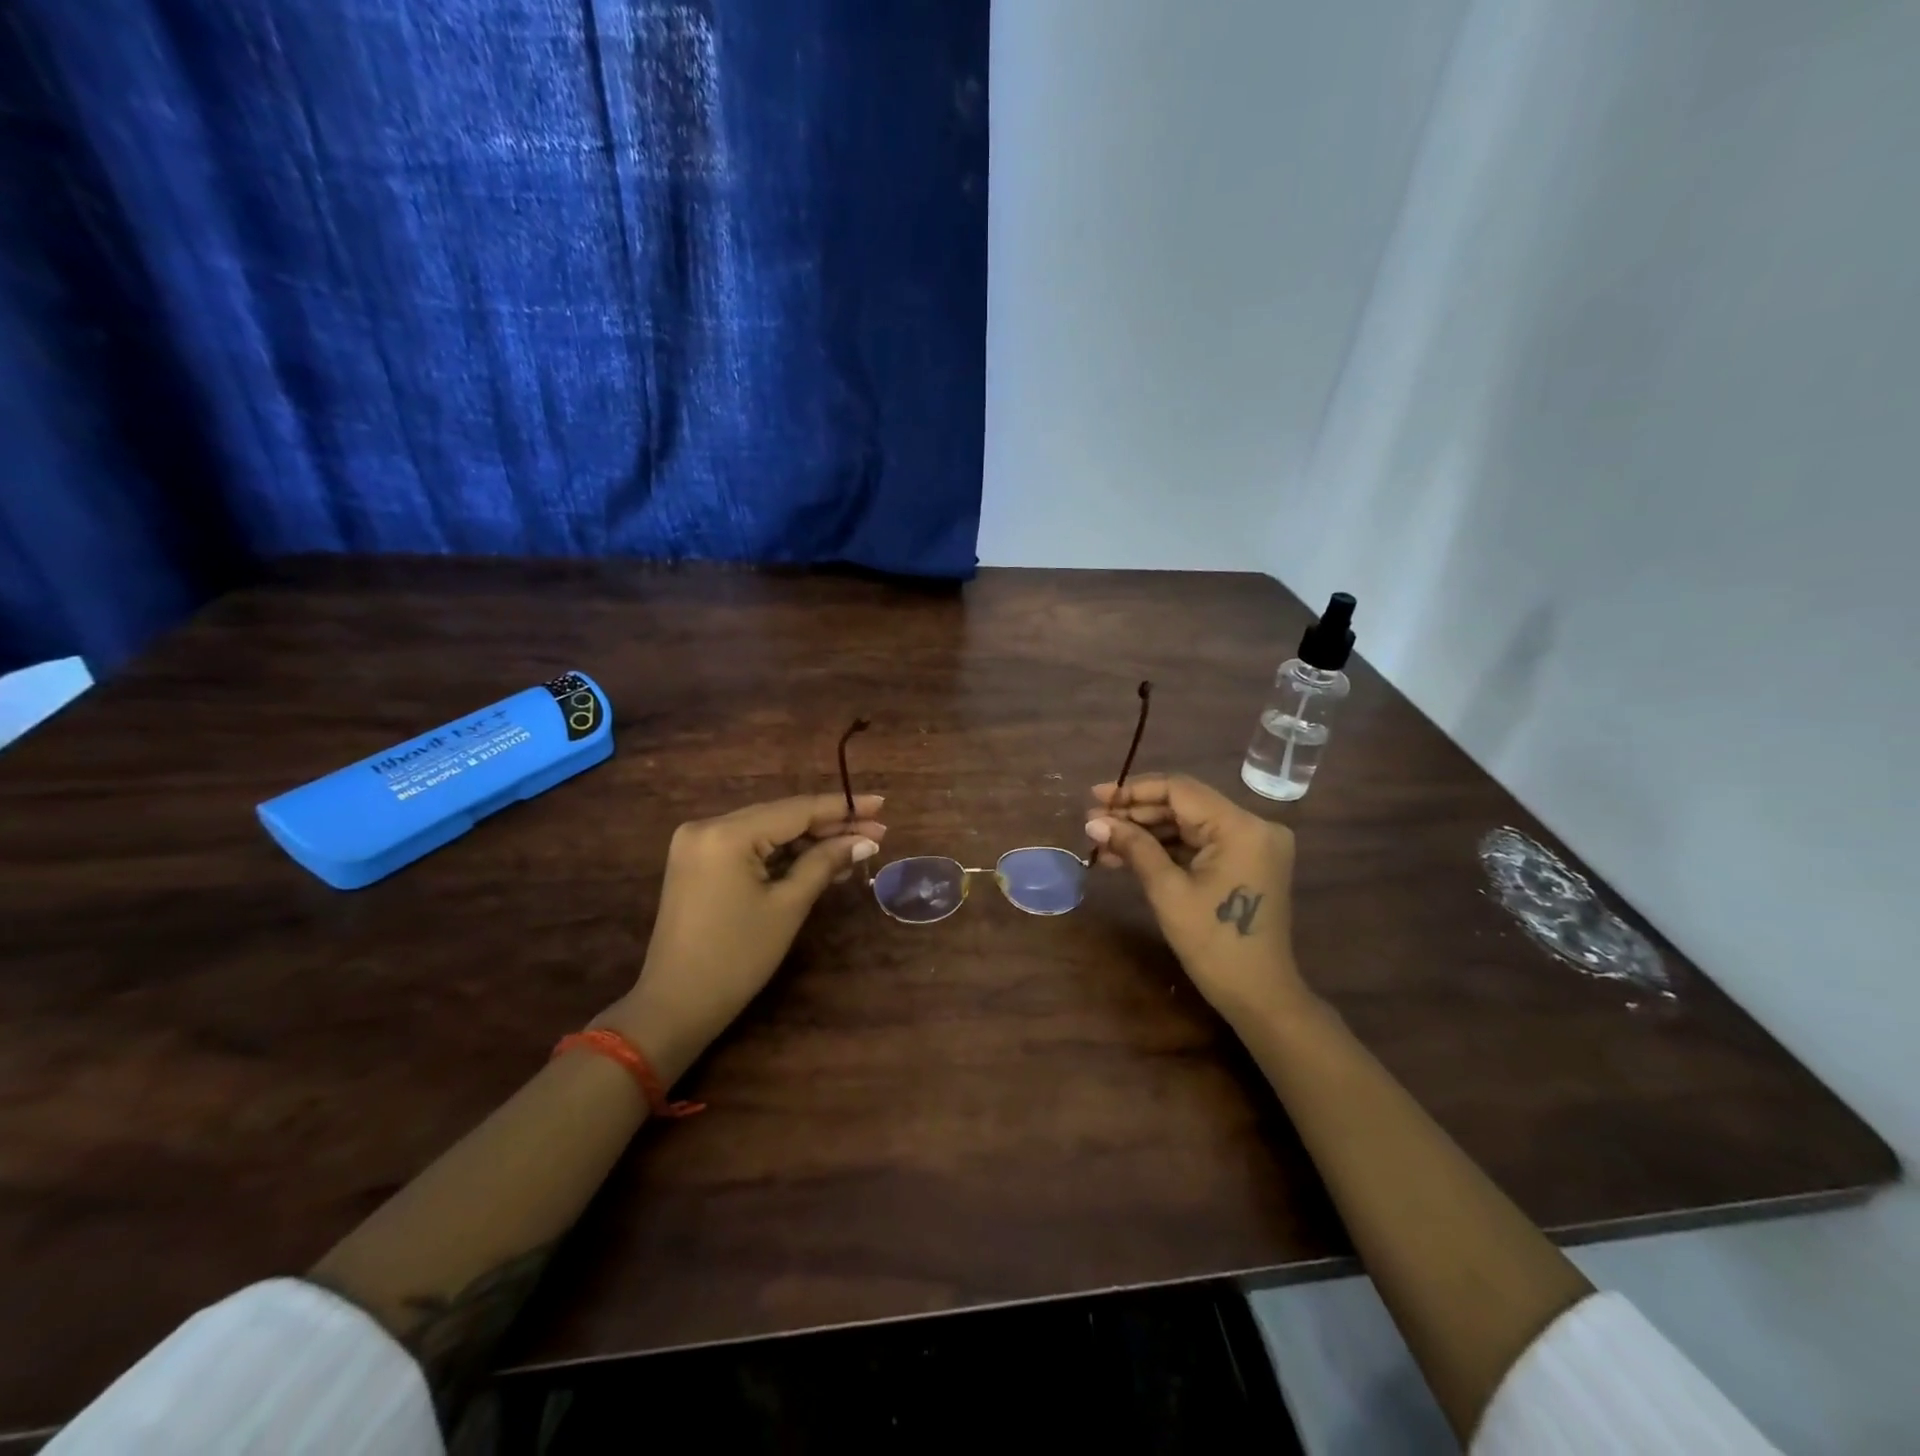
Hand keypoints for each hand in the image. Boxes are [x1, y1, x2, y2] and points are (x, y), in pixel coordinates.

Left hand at [602, 793, 885, 1083]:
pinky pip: (750, 847)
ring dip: (810, 841)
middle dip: (830, 825)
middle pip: (782, 816)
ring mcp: (698, 843)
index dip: (842, 807)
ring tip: (856, 849)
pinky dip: (783, 855)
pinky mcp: (698, 862)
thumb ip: (825, 863)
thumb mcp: (788, 906)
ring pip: (768, 831)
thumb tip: (864, 840)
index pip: (796, 809)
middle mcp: (707, 826)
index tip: (880, 804)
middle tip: (877, 831)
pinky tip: (821, 861)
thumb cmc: (737, 957)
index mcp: (726, 833)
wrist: (675, 1006)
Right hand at [1085, 774, 1310, 1026]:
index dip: (1134, 791)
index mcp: (1240, 827)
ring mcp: (1253, 844)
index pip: (1180, 790)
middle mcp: (1253, 825)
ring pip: (1189, 824)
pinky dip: (1167, 848)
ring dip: (1147, 832)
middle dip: (1137, 813)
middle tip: (1093, 822)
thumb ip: (1133, 847)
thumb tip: (1093, 821)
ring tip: (1104, 842)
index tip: (1096, 796)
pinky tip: (1128, 855)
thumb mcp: (1167, 891)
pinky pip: (1200, 843)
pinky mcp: (1247, 861)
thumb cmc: (1213, 944)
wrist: (1260, 996)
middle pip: (1185, 805)